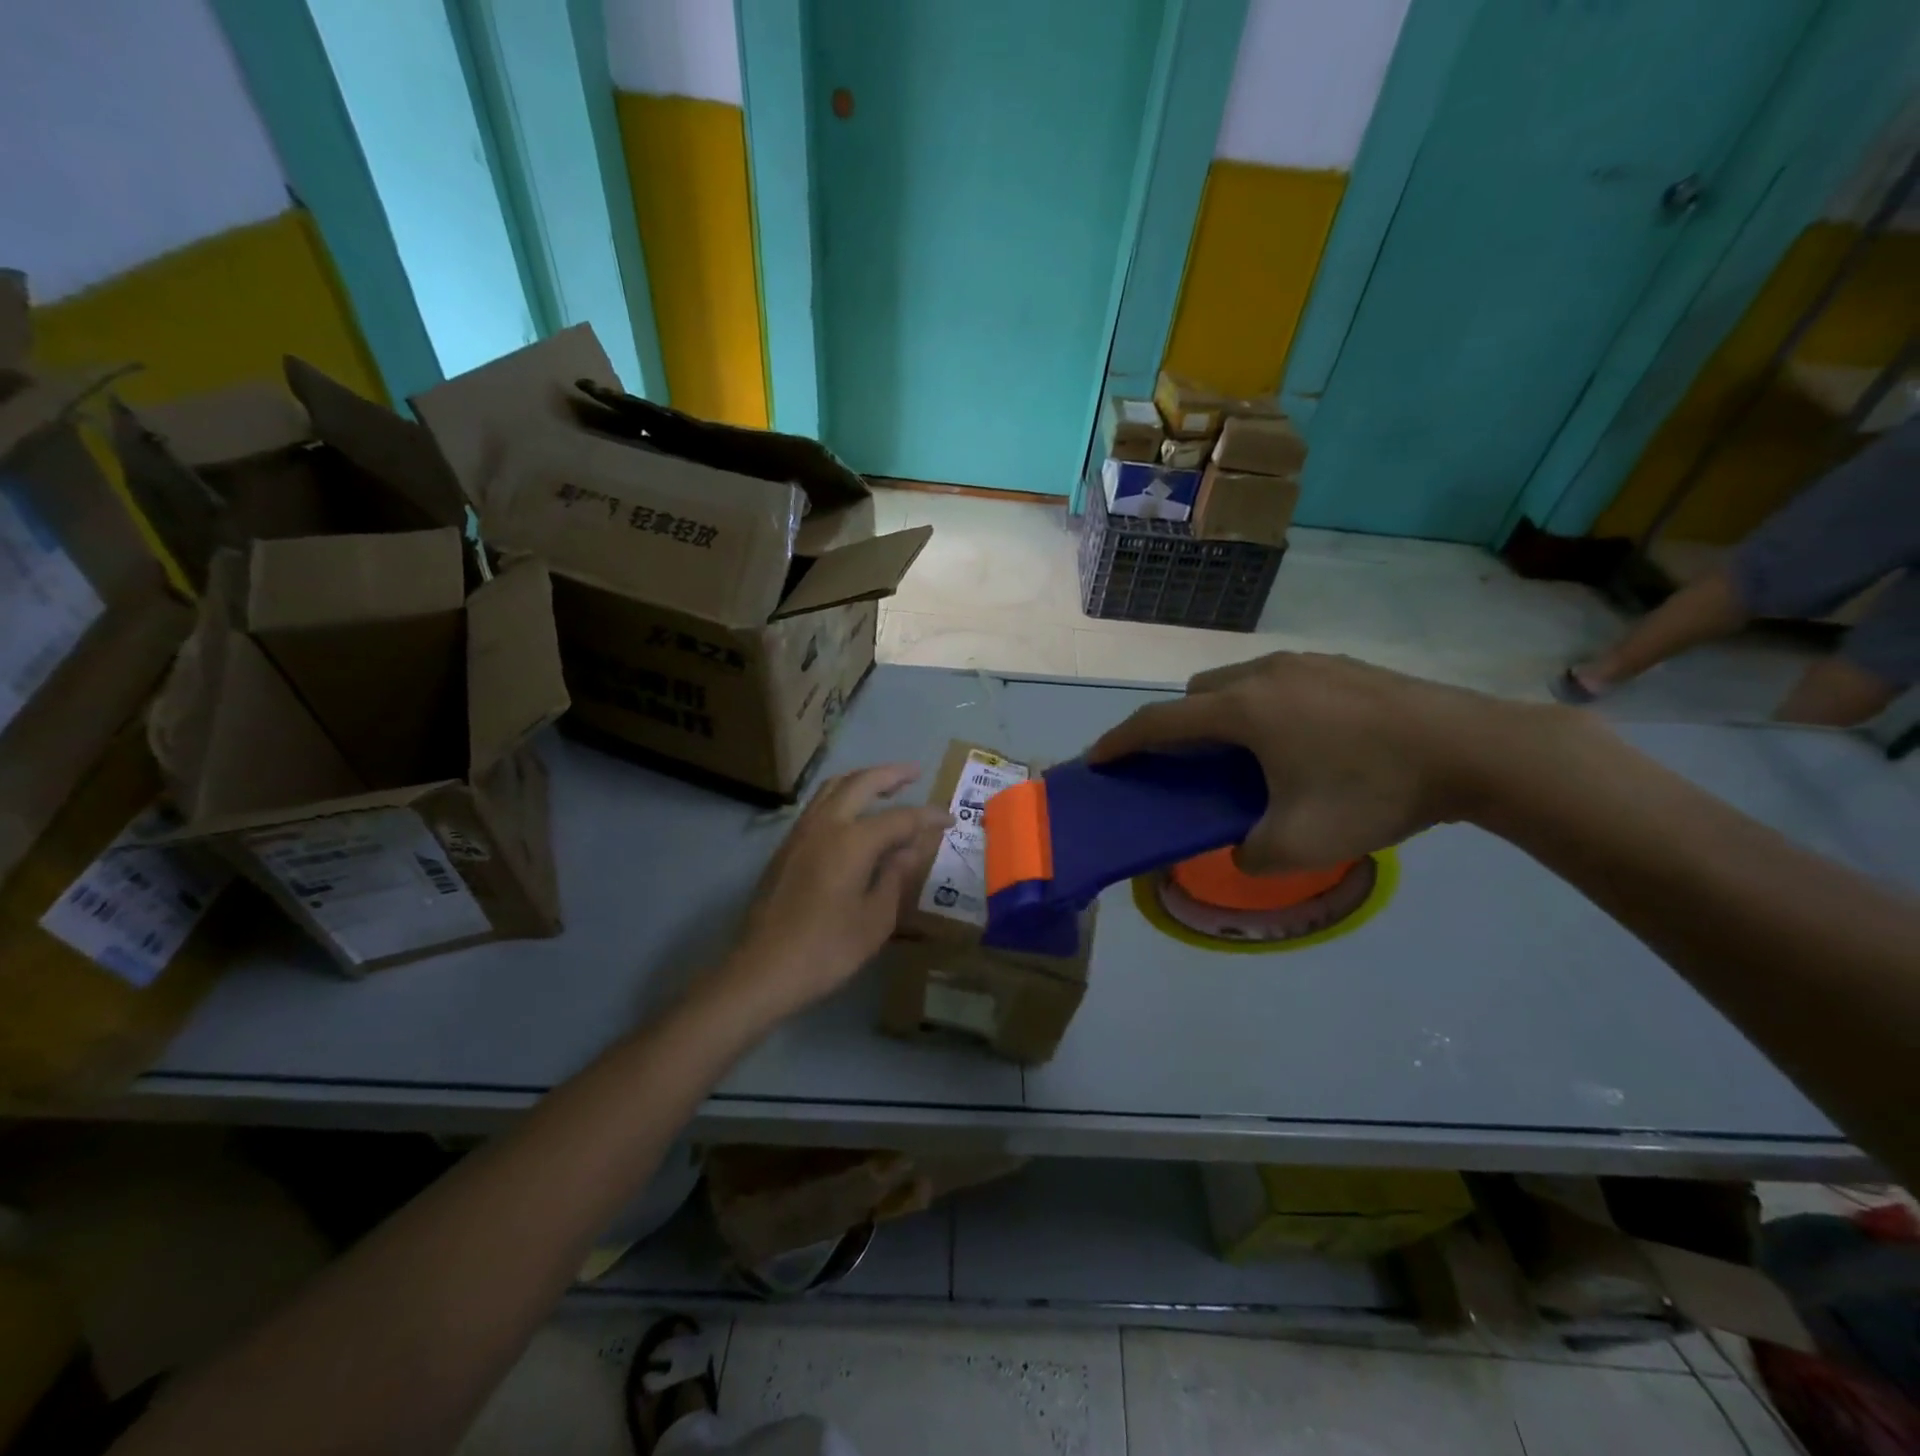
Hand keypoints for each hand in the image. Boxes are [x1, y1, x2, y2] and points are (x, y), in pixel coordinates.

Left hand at [723, 765, 951, 1020]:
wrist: (763, 970)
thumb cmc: (827, 949)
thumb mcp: (876, 918)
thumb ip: (896, 875)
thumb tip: (912, 847)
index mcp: (852, 841)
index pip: (900, 818)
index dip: (928, 816)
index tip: (949, 818)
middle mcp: (825, 825)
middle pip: (861, 783)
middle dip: (891, 774)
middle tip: (915, 772)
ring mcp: (800, 833)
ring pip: (833, 788)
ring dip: (862, 780)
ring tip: (885, 786)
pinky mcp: (786, 847)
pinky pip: (818, 806)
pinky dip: (842, 796)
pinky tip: (853, 814)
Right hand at [1088, 652, 1545, 872]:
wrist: (1474, 749)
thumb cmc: (1374, 792)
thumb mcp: (1301, 845)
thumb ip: (1250, 854)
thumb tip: (1244, 848)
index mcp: (1243, 711)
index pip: (1160, 721)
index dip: (1121, 740)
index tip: (1098, 756)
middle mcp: (1264, 674)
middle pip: (1196, 694)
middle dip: (1177, 725)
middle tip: (1188, 764)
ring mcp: (1306, 663)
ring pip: (1237, 682)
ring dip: (1223, 713)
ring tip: (1248, 754)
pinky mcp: (1342, 665)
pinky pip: (1278, 680)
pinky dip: (1264, 706)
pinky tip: (1303, 739)